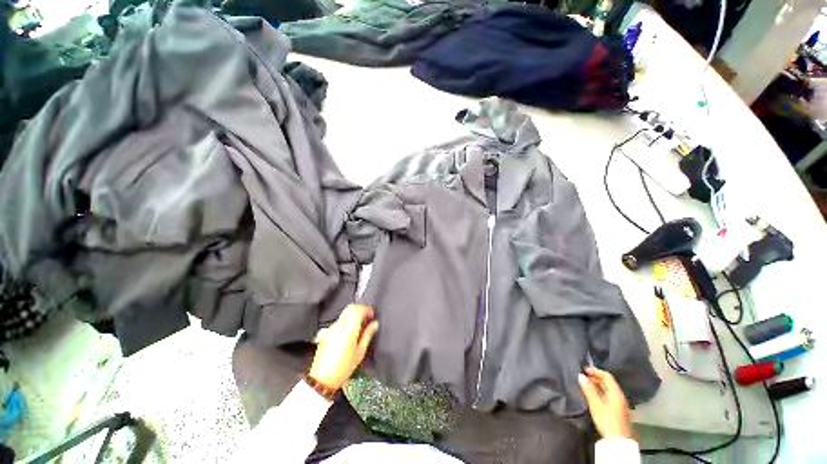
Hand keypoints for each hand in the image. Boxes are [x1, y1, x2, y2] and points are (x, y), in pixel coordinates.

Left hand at [309, 304, 378, 390]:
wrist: (322, 380)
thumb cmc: (343, 368)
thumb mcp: (360, 353)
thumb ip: (368, 335)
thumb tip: (375, 324)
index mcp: (348, 330)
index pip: (358, 310)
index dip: (367, 309)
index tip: (371, 314)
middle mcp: (338, 326)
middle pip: (350, 308)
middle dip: (360, 309)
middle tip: (366, 317)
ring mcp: (330, 329)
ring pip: (344, 314)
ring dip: (353, 315)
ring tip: (359, 326)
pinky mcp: (325, 333)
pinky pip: (338, 322)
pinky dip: (345, 322)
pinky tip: (348, 332)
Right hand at [578, 367, 632, 439]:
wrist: (618, 440)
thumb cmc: (607, 419)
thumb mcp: (595, 404)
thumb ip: (588, 389)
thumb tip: (580, 375)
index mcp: (616, 392)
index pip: (607, 376)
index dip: (595, 371)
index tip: (584, 369)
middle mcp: (619, 396)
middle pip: (607, 382)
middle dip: (594, 378)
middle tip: (582, 377)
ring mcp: (619, 403)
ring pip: (606, 390)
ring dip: (596, 386)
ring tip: (584, 386)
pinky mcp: (616, 410)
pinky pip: (607, 396)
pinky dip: (598, 393)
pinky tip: (591, 396)